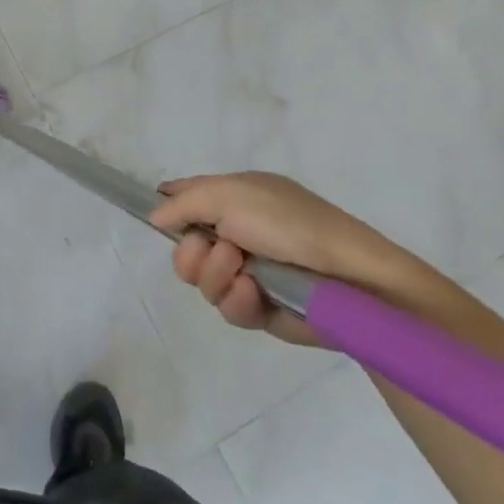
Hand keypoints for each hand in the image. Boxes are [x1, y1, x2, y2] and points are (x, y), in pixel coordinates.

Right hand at [151, 171, 441, 346]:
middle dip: (192, 253)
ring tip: (246, 273)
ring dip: (216, 277)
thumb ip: (184, 202)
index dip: (167, 209)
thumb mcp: (232, 194)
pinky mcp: (259, 309)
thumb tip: (154, 216)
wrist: (350, 279)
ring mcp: (246, 272)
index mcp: (233, 198)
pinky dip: (238, 300)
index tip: (158, 221)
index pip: (184, 199)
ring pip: (201, 281)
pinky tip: (257, 294)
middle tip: (218, 250)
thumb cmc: (291, 224)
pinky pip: (226, 308)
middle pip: (183, 248)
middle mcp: (235, 233)